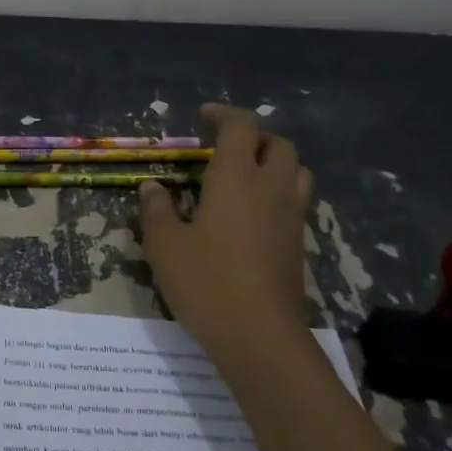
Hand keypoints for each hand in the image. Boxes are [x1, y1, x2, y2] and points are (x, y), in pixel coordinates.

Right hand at [138, 103, 314, 352]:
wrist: (260, 336)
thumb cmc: (206, 282)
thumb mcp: (165, 245)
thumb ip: (156, 210)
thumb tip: (152, 187)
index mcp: (236, 177)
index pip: (241, 126)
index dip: (224, 114)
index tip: (204, 116)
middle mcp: (271, 188)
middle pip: (279, 144)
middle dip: (255, 137)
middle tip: (226, 147)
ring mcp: (291, 216)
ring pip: (297, 171)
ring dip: (275, 163)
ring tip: (247, 176)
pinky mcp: (299, 244)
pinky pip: (296, 201)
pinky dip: (280, 193)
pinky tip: (254, 215)